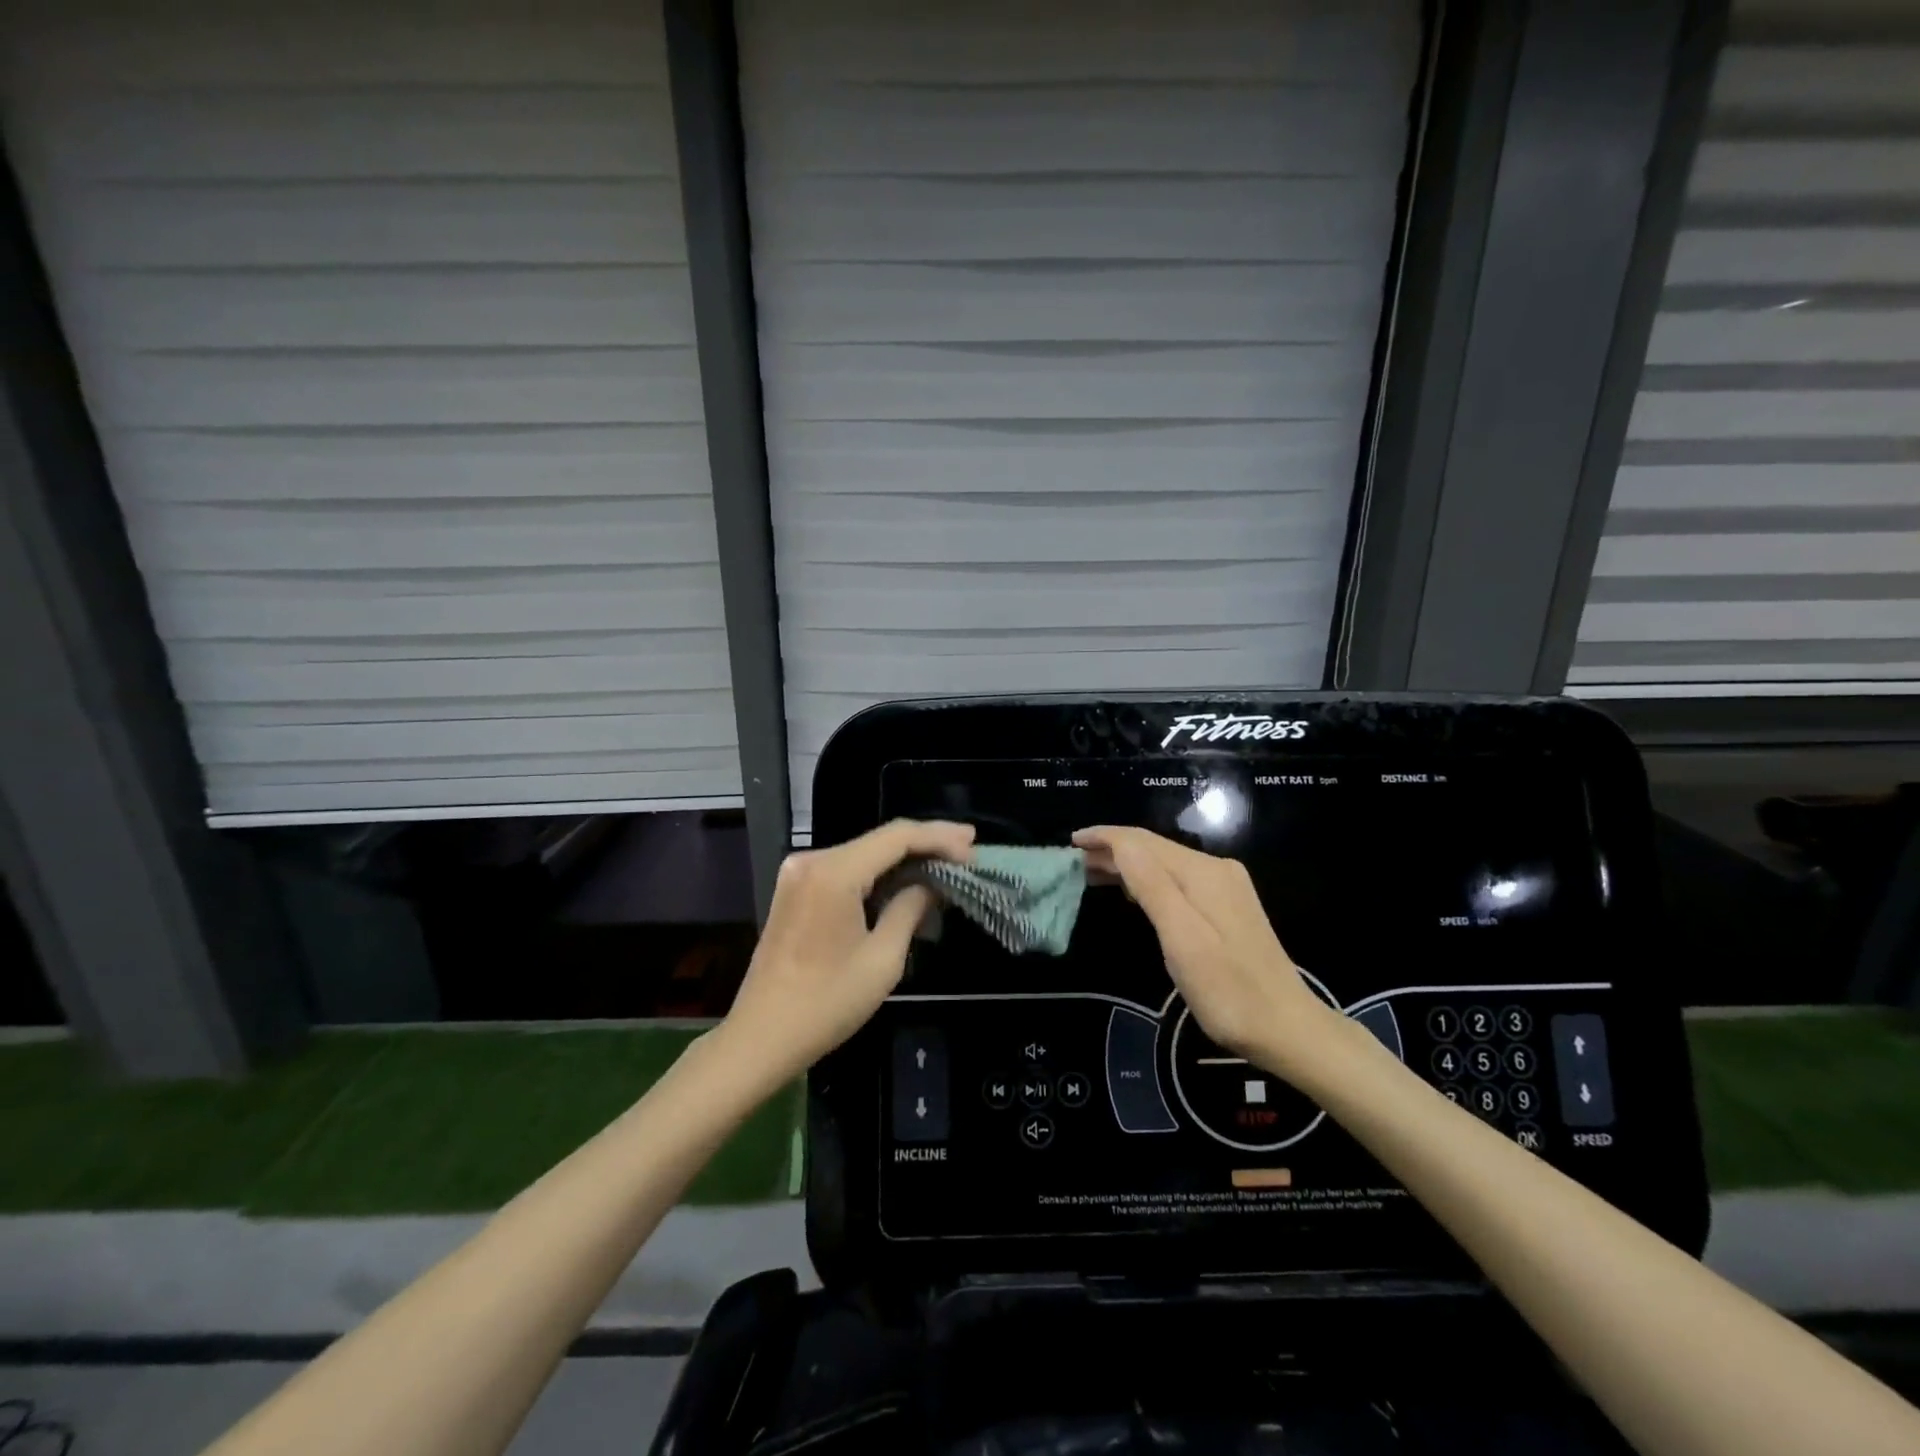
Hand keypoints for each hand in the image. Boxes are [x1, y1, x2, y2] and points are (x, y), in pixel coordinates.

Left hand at [720, 819, 974, 1085]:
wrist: (760, 1037)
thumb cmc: (825, 1004)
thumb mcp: (882, 959)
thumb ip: (910, 909)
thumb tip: (932, 884)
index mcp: (833, 872)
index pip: (896, 836)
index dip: (939, 837)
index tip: (973, 845)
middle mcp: (812, 861)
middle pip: (879, 840)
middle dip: (925, 843)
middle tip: (968, 850)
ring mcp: (799, 874)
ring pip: (864, 853)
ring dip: (904, 858)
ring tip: (947, 862)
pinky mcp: (796, 890)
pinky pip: (846, 869)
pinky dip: (879, 873)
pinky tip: (907, 879)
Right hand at [1073, 826, 1348, 1080]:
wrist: (1288, 1029)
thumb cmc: (1228, 990)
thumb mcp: (1182, 939)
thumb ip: (1151, 886)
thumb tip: (1119, 843)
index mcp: (1202, 873)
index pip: (1142, 841)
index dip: (1104, 837)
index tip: (1069, 842)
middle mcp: (1215, 870)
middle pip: (1153, 848)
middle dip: (1111, 850)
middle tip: (1072, 863)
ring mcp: (1224, 888)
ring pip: (1165, 864)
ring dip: (1127, 865)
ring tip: (1090, 874)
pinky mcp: (1228, 907)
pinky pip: (1178, 880)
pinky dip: (1147, 880)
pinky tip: (1132, 892)